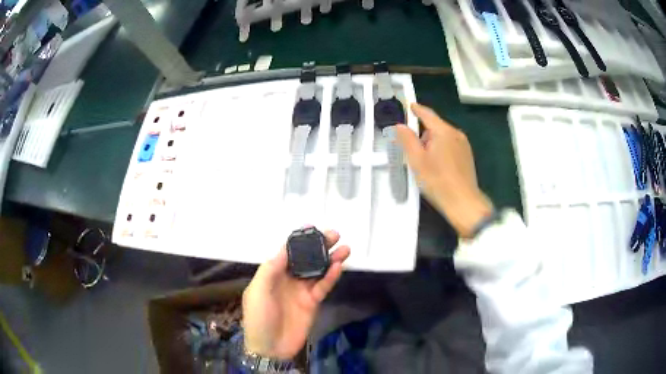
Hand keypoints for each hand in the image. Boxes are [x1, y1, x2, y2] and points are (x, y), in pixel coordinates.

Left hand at [242, 230, 350, 358]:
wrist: (270, 347)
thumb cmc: (259, 317)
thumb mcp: (257, 290)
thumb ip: (271, 268)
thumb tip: (285, 247)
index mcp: (272, 274)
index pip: (287, 252)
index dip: (299, 240)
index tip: (312, 227)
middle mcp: (288, 279)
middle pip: (306, 259)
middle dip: (319, 246)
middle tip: (334, 234)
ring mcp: (301, 291)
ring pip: (318, 270)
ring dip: (330, 259)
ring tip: (344, 248)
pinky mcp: (312, 303)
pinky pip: (323, 286)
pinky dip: (331, 277)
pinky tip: (338, 267)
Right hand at [395, 103, 492, 237]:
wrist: (463, 202)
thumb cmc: (438, 181)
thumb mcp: (417, 160)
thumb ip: (407, 139)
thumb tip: (400, 125)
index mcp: (444, 131)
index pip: (427, 114)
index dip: (416, 109)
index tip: (409, 105)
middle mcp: (456, 134)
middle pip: (435, 127)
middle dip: (423, 135)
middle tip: (414, 153)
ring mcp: (464, 145)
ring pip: (443, 137)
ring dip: (432, 144)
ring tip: (426, 164)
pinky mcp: (467, 156)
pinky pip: (450, 146)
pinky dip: (441, 150)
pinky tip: (438, 167)